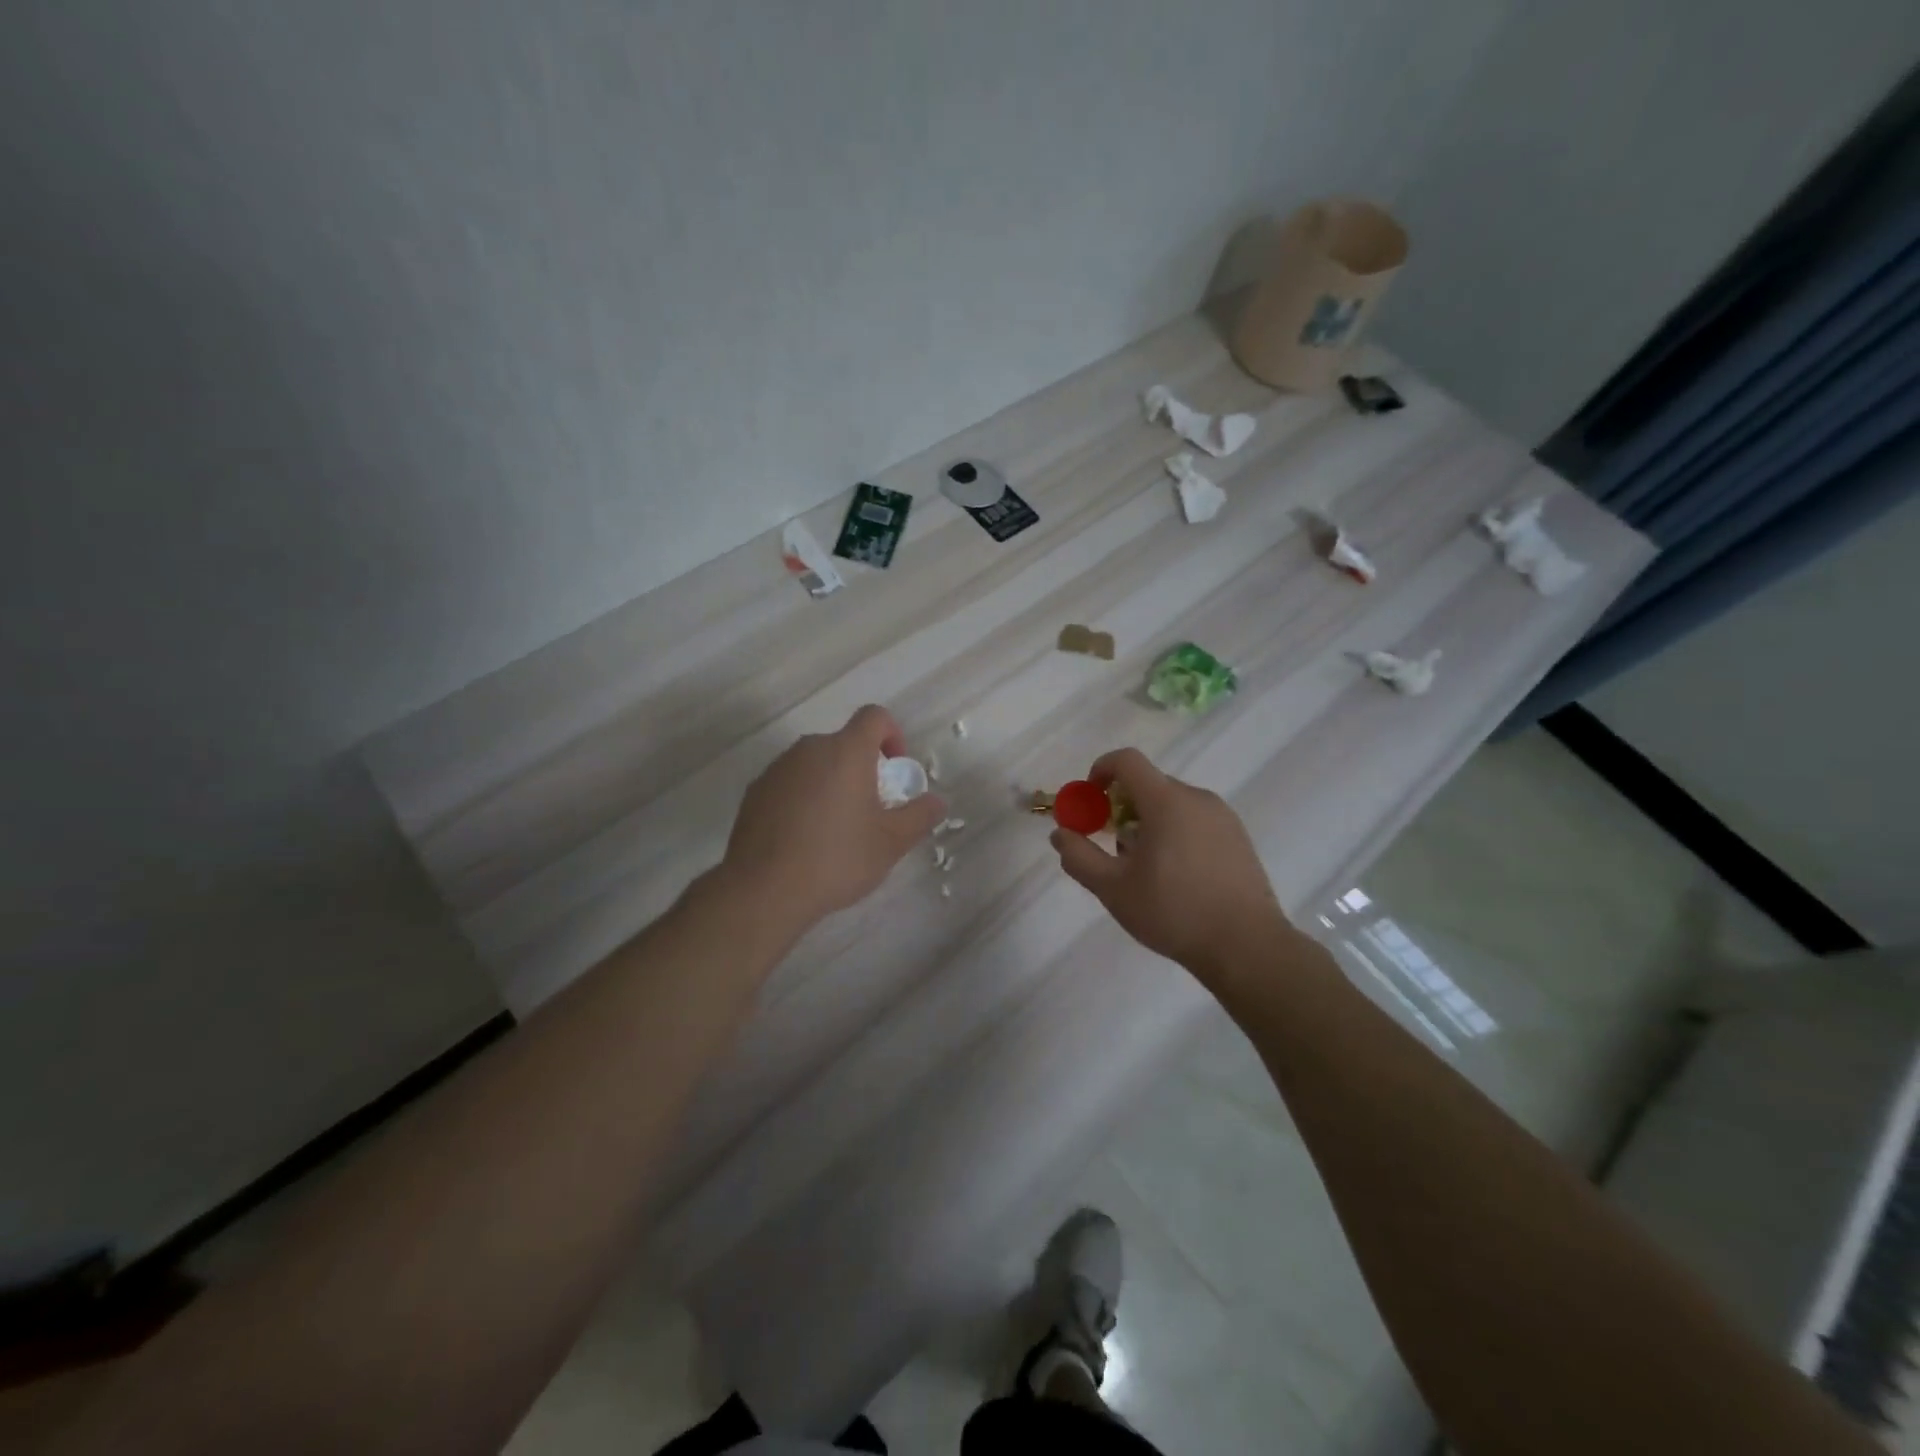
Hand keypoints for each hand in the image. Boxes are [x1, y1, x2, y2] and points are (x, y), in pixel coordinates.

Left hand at [722, 704, 945, 930]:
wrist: (764, 889)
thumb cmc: (837, 858)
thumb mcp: (891, 843)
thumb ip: (919, 816)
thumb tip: (936, 801)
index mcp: (846, 752)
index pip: (875, 716)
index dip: (892, 735)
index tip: (894, 771)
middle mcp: (809, 749)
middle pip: (844, 743)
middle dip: (863, 768)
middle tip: (870, 810)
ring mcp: (778, 769)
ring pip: (816, 764)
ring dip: (832, 783)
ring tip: (836, 829)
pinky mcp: (755, 791)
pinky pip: (790, 783)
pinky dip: (804, 798)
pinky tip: (804, 838)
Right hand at [1050, 747, 1294, 990]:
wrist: (1246, 946)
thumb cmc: (1173, 913)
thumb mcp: (1113, 889)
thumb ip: (1079, 857)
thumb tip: (1061, 833)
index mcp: (1167, 802)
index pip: (1128, 761)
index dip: (1101, 770)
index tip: (1090, 800)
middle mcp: (1198, 798)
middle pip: (1149, 785)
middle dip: (1122, 806)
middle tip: (1113, 847)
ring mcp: (1223, 817)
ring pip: (1173, 804)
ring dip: (1149, 822)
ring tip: (1146, 869)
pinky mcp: (1239, 838)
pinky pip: (1196, 820)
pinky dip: (1176, 833)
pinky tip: (1177, 877)